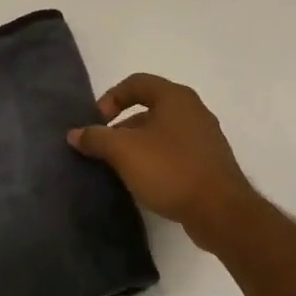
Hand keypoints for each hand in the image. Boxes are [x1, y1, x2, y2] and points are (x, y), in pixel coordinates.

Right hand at [68, 74, 261, 247]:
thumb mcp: (124, 151)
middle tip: (104, 148)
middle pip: (149, 108)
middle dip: (121, 126)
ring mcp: (205, 138)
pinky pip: (175, 153)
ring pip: (161, 133)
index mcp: (175, 97)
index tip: (96, 122)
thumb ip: (96, 138)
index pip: (136, 83)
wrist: (221, 212)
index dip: (111, 98)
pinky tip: (144, 182)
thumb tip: (75, 134)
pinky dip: (155, 160)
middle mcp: (193, 111)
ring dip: (137, 145)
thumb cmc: (170, 169)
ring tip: (120, 168)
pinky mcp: (209, 164)